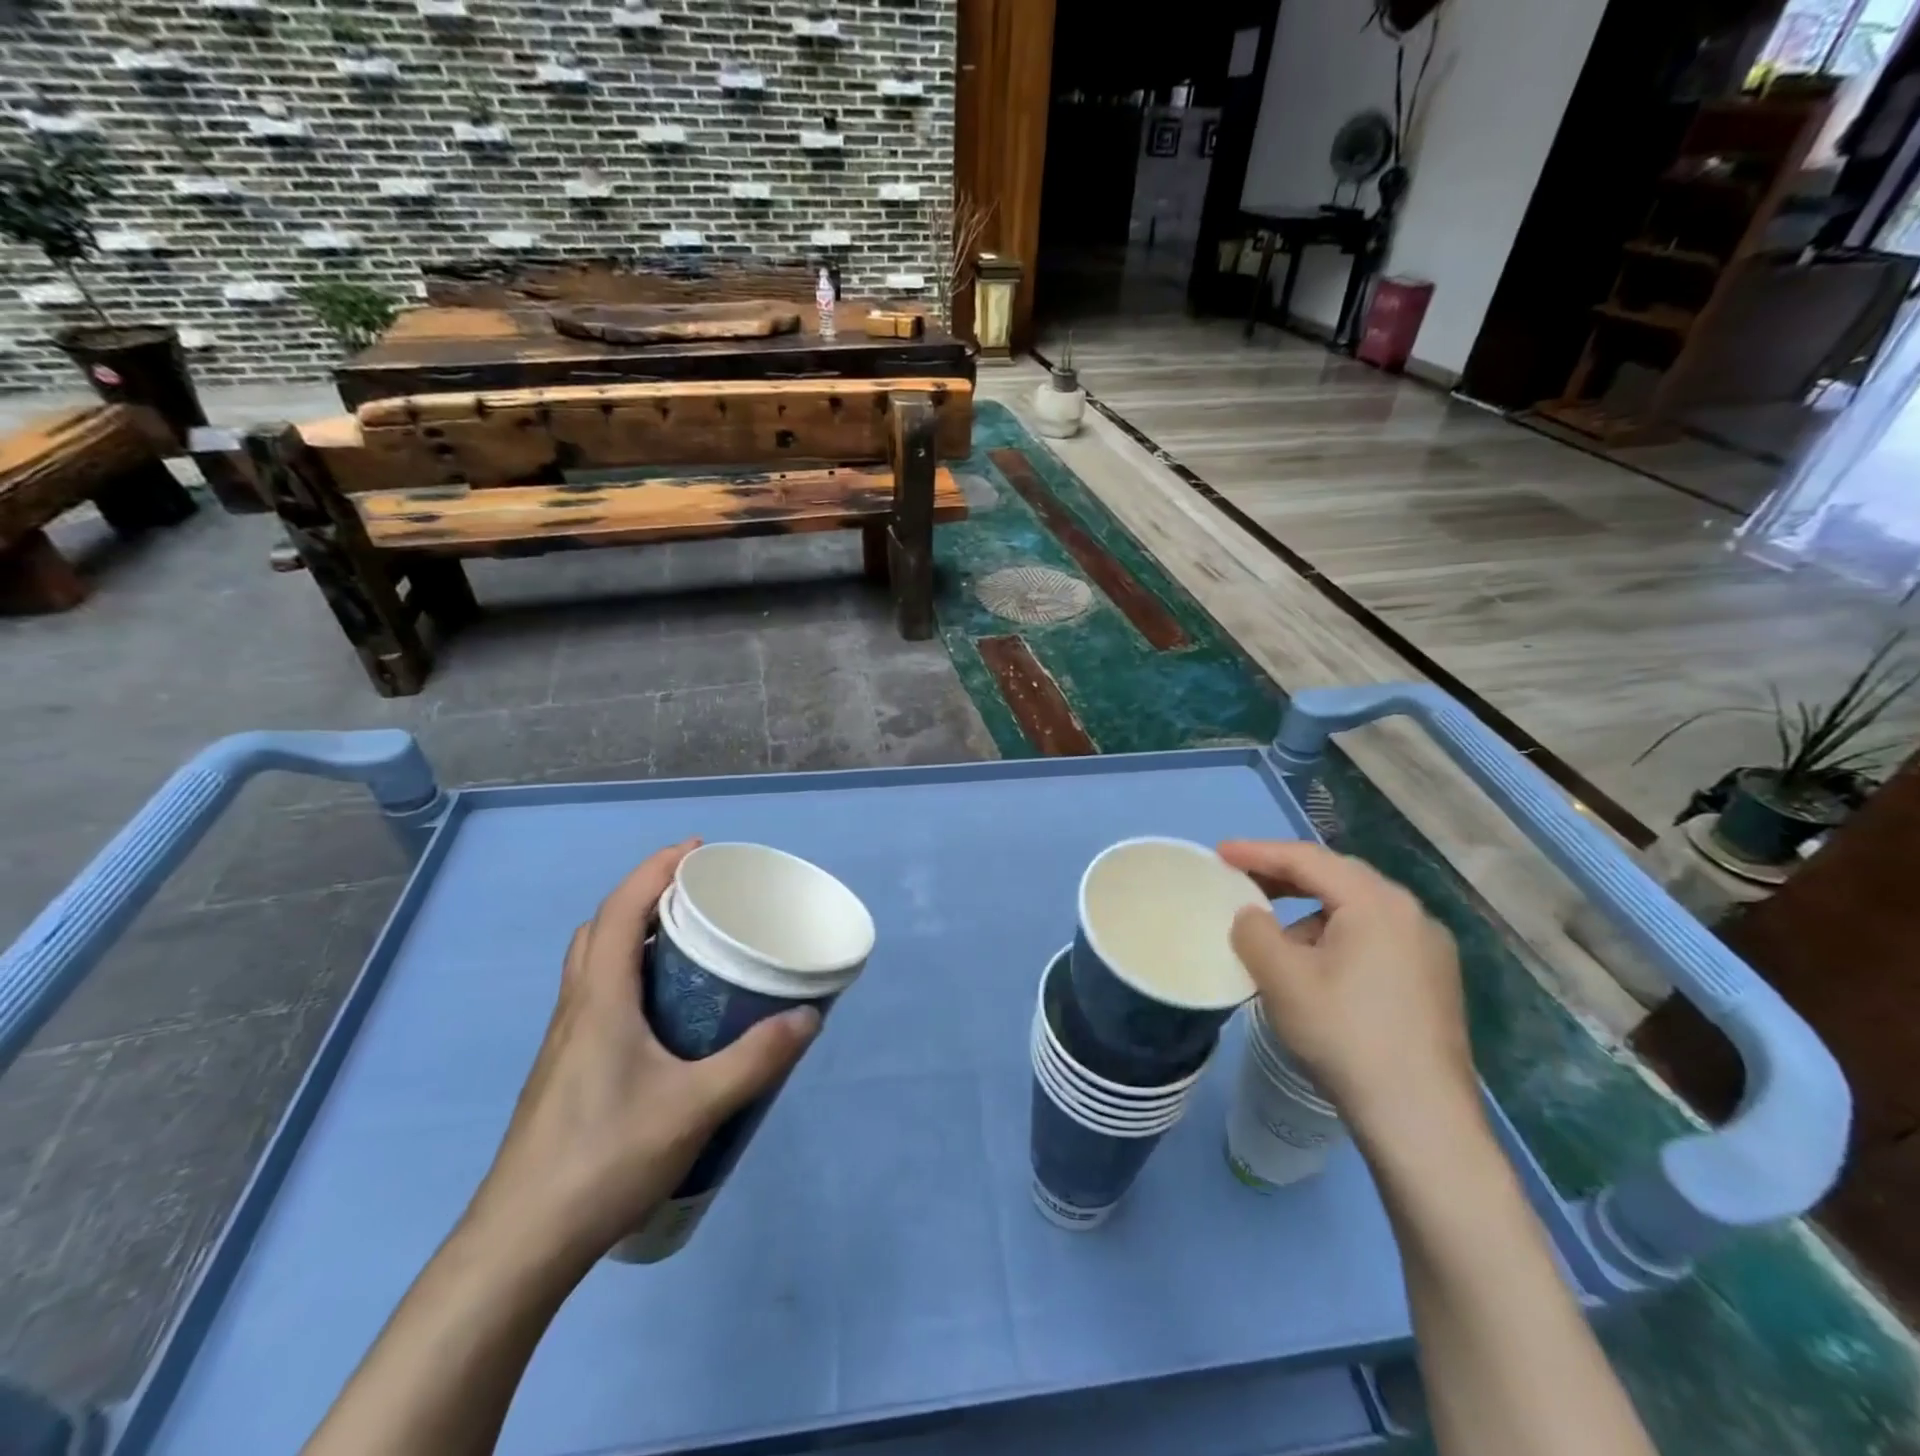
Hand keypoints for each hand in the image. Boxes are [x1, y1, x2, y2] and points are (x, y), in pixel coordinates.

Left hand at [466, 839, 820, 1268]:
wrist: (520, 1245)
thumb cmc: (604, 1159)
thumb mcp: (694, 1107)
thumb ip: (754, 1060)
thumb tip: (807, 1017)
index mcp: (599, 999)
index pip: (621, 910)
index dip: (656, 869)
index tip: (697, 851)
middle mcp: (576, 1008)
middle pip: (602, 929)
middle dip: (646, 898)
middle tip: (697, 900)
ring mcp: (565, 1042)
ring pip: (596, 965)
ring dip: (635, 939)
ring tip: (689, 949)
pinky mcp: (567, 1071)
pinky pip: (599, 998)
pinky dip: (630, 978)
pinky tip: (666, 1017)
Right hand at [1218, 840, 1477, 1149]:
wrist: (1422, 1120)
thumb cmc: (1345, 1035)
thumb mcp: (1282, 978)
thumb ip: (1253, 931)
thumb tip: (1252, 916)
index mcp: (1377, 903)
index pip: (1308, 860)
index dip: (1258, 852)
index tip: (1219, 854)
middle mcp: (1411, 914)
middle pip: (1337, 879)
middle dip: (1285, 878)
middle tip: (1242, 881)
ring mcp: (1429, 949)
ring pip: (1357, 911)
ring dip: (1311, 914)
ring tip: (1277, 940)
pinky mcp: (1434, 981)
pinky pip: (1375, 938)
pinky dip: (1337, 937)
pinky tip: (1318, 970)